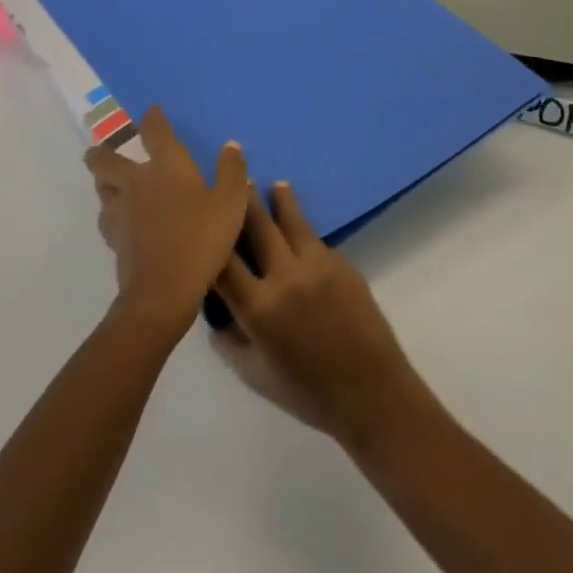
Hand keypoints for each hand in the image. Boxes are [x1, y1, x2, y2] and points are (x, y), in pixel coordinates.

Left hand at [85, 106, 248, 335]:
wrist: (163, 289)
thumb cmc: (201, 239)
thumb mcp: (230, 204)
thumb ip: (232, 172)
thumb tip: (230, 146)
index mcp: (166, 166)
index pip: (155, 132)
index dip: (152, 119)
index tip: (150, 112)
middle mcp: (136, 182)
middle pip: (105, 160)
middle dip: (101, 153)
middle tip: (102, 152)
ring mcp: (120, 211)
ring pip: (101, 189)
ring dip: (104, 184)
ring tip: (111, 186)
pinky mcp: (113, 239)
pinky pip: (107, 218)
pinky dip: (112, 215)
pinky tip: (122, 223)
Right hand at [211, 182, 433, 452]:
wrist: (372, 393)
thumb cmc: (309, 393)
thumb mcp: (255, 376)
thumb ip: (230, 342)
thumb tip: (216, 315)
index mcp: (259, 308)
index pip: (222, 262)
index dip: (208, 239)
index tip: (200, 219)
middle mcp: (285, 276)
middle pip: (257, 226)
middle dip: (243, 201)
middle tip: (235, 179)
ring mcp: (316, 265)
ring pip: (291, 220)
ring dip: (279, 200)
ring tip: (274, 184)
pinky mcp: (341, 262)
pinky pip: (315, 239)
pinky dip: (302, 229)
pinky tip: (298, 224)